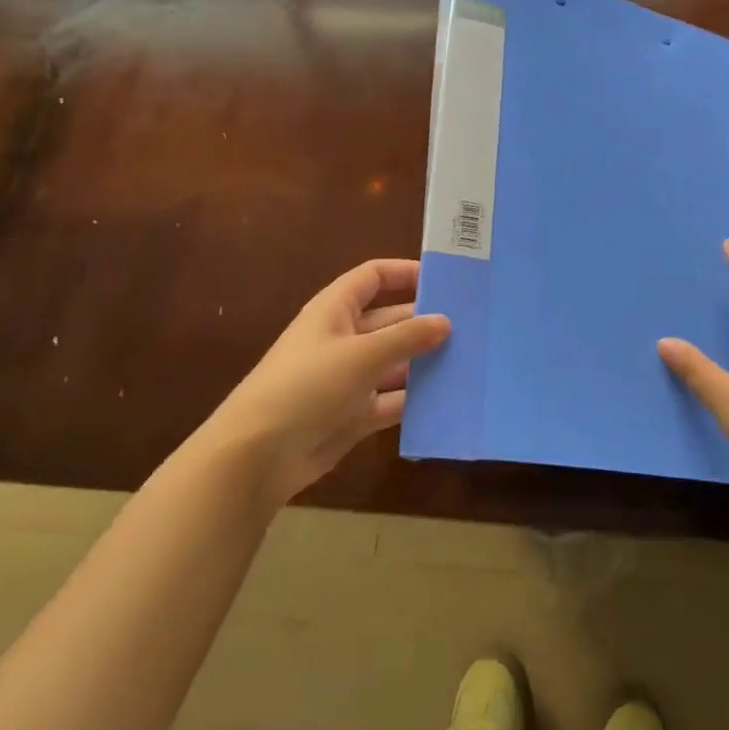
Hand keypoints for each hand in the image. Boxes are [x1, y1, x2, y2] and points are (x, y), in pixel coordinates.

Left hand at [200, 259, 450, 509]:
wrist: (258, 456)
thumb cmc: (307, 386)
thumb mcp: (362, 355)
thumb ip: (406, 337)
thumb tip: (445, 321)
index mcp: (335, 310)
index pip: (373, 277)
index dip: (405, 273)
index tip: (444, 280)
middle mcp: (342, 338)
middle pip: (390, 320)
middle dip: (424, 322)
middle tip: (470, 326)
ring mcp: (347, 378)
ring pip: (394, 362)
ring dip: (423, 362)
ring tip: (468, 360)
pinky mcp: (352, 414)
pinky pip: (390, 400)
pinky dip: (414, 399)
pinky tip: (447, 399)